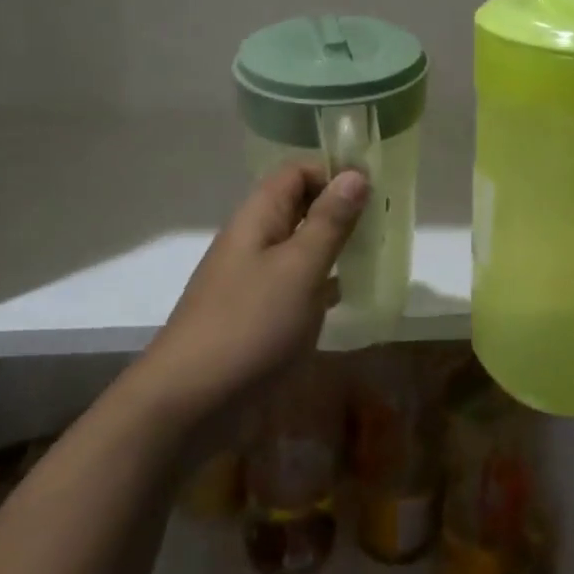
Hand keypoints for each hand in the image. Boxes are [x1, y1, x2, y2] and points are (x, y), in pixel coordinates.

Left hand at [132, 163, 369, 433]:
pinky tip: (347, 298)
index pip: (297, 172)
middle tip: (383, 225)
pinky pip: (295, 285)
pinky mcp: (257, 315)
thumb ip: (329, 222)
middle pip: (299, 207)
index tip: (375, 191)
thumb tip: (354, 174)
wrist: (191, 400)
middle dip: (340, 211)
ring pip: (299, 248)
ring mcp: (253, 279)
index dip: (334, 173)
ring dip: (334, 248)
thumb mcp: (299, 268)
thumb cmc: (250, 325)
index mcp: (258, 216)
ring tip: (375, 257)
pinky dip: (321, 285)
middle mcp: (253, 239)